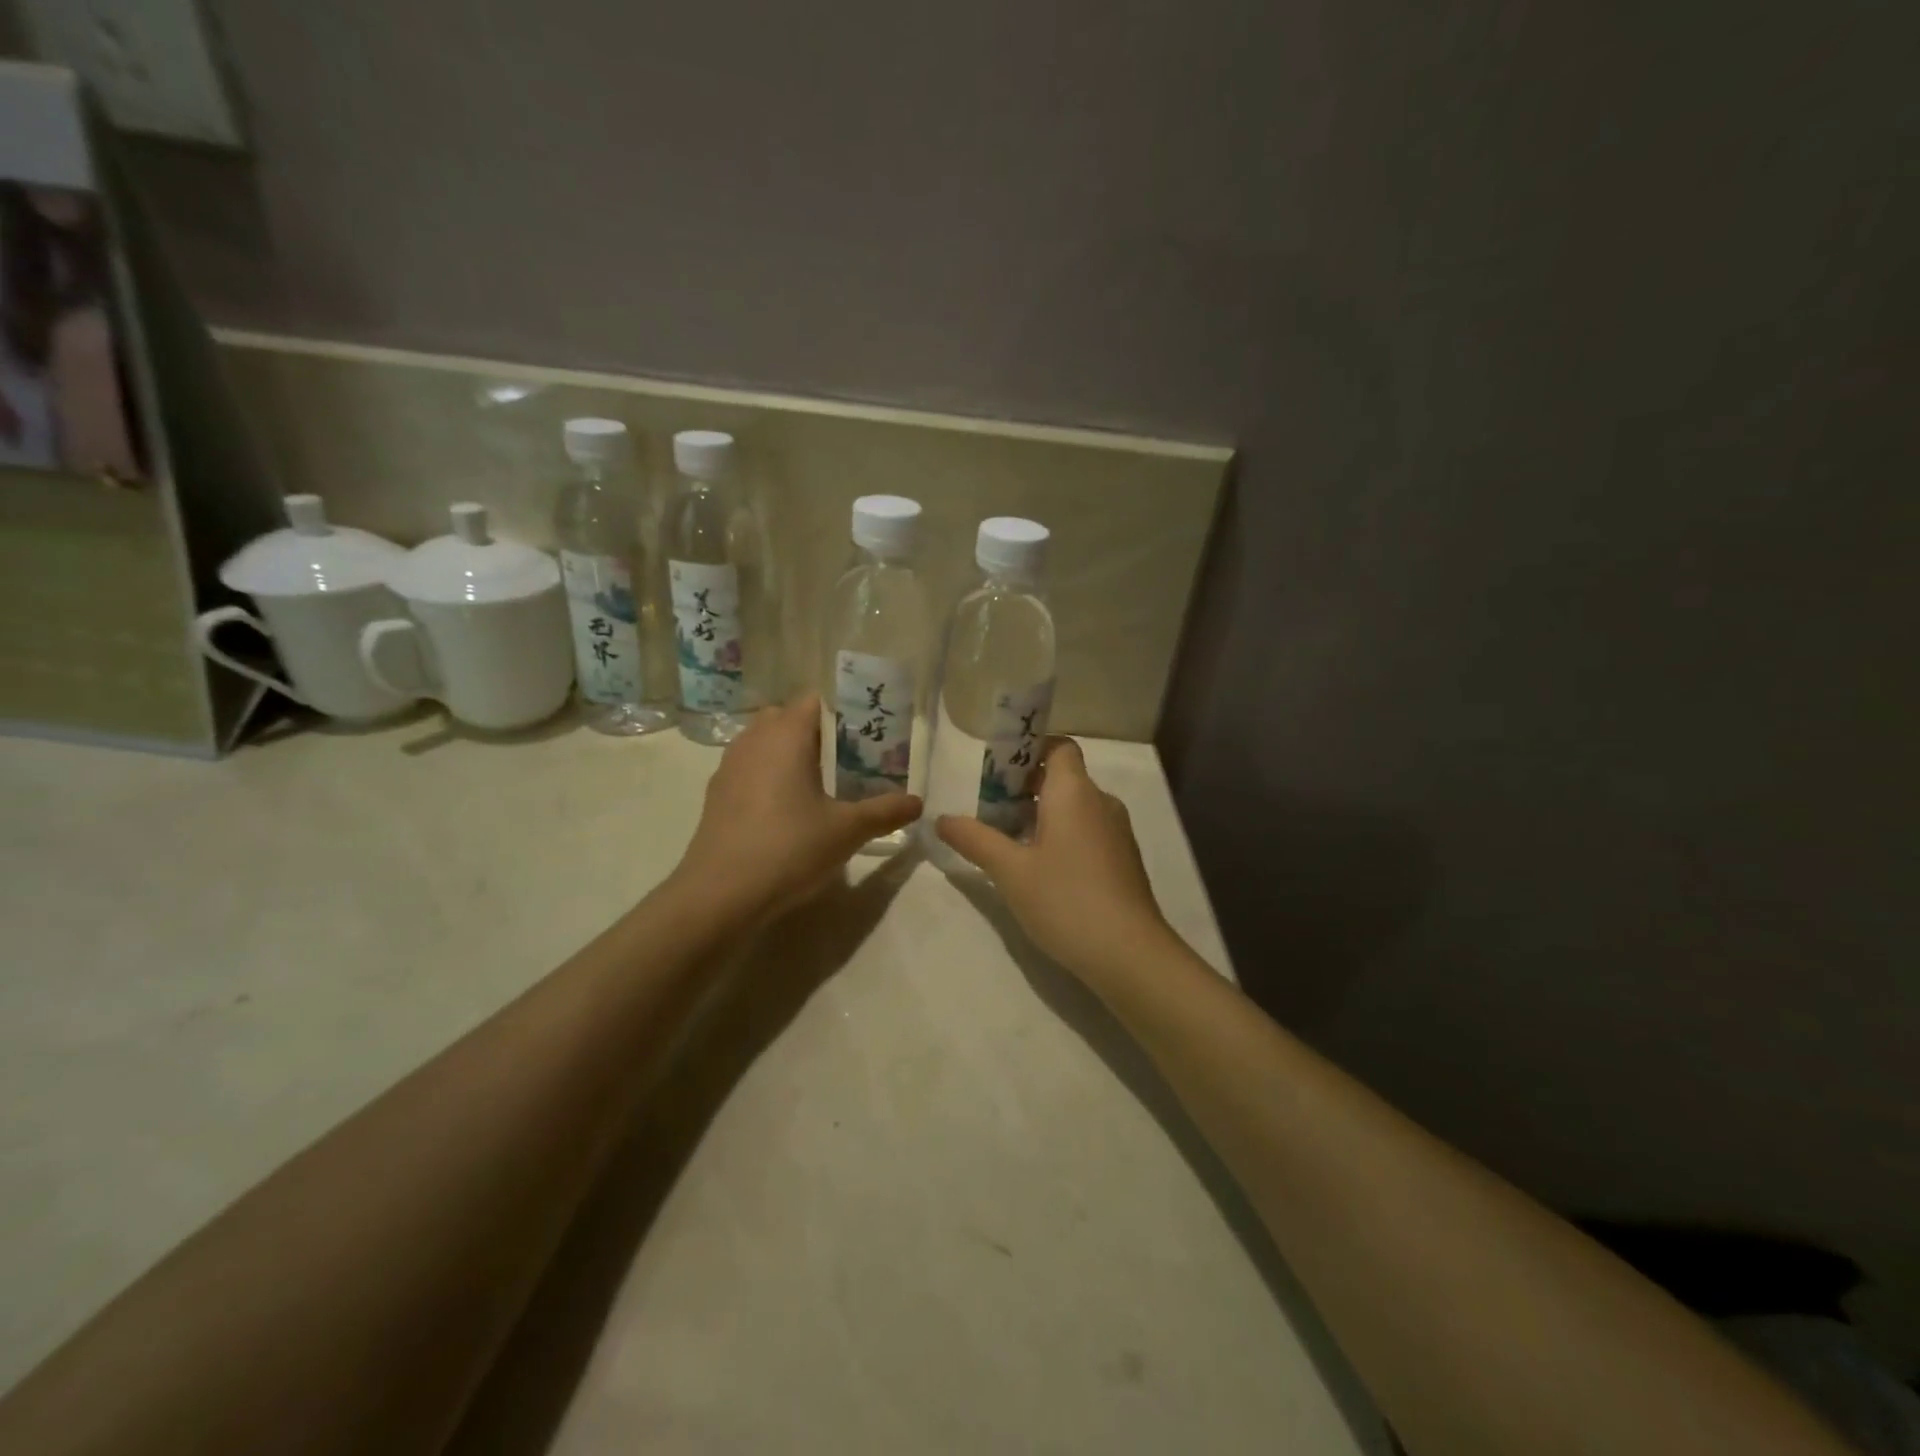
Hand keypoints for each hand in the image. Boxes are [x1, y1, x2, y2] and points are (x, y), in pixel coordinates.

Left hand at [672, 694, 921, 921]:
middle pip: (788, 718)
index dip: (843, 713)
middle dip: (818, 733)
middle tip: (848, 761)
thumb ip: (885, 811)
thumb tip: (918, 802)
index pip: (815, 701)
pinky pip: (749, 768)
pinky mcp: (717, 794)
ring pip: (765, 743)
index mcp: (785, 735)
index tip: (868, 736)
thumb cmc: (789, 848)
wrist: (720, 894)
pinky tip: (787, 811)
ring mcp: (729, 766)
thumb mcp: (847, 830)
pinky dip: (769, 776)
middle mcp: (754, 740)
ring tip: (820, 785)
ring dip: (791, 754)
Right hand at [936, 738, 1178, 981]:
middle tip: (987, 809)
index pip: (1059, 746)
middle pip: (1062, 777)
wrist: (1129, 954)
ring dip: (1040, 815)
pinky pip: (1086, 831)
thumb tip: (941, 819)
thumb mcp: (1010, 871)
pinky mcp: (1121, 860)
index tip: (996, 770)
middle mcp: (1100, 802)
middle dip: (1023, 787)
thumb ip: (975, 839)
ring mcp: (1116, 832)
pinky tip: (1038, 869)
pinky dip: (1061, 836)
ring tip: (1005, 840)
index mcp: (1075, 792)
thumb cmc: (1066, 900)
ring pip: (1074, 807)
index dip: (1029, 749)